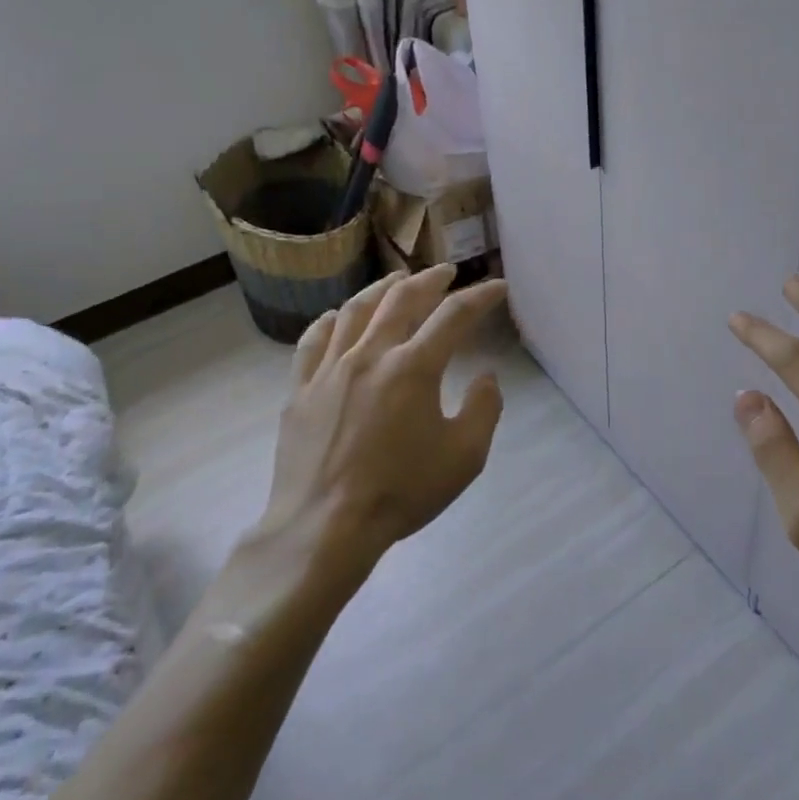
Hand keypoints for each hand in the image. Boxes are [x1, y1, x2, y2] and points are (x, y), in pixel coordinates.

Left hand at [252, 266, 508, 578]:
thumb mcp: (465, 457)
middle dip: (429, 279)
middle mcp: (370, 355)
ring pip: (356, 310)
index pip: (454, 316)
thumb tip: (486, 376)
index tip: (497, 287)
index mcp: (413, 367)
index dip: (480, 297)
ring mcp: (329, 369)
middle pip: (402, 299)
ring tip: (397, 281)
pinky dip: (330, 320)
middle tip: (446, 271)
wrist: (324, 528)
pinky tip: (338, 316)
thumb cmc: (400, 492)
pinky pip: (313, 340)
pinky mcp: (300, 389)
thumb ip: (484, 409)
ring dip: (382, 289)